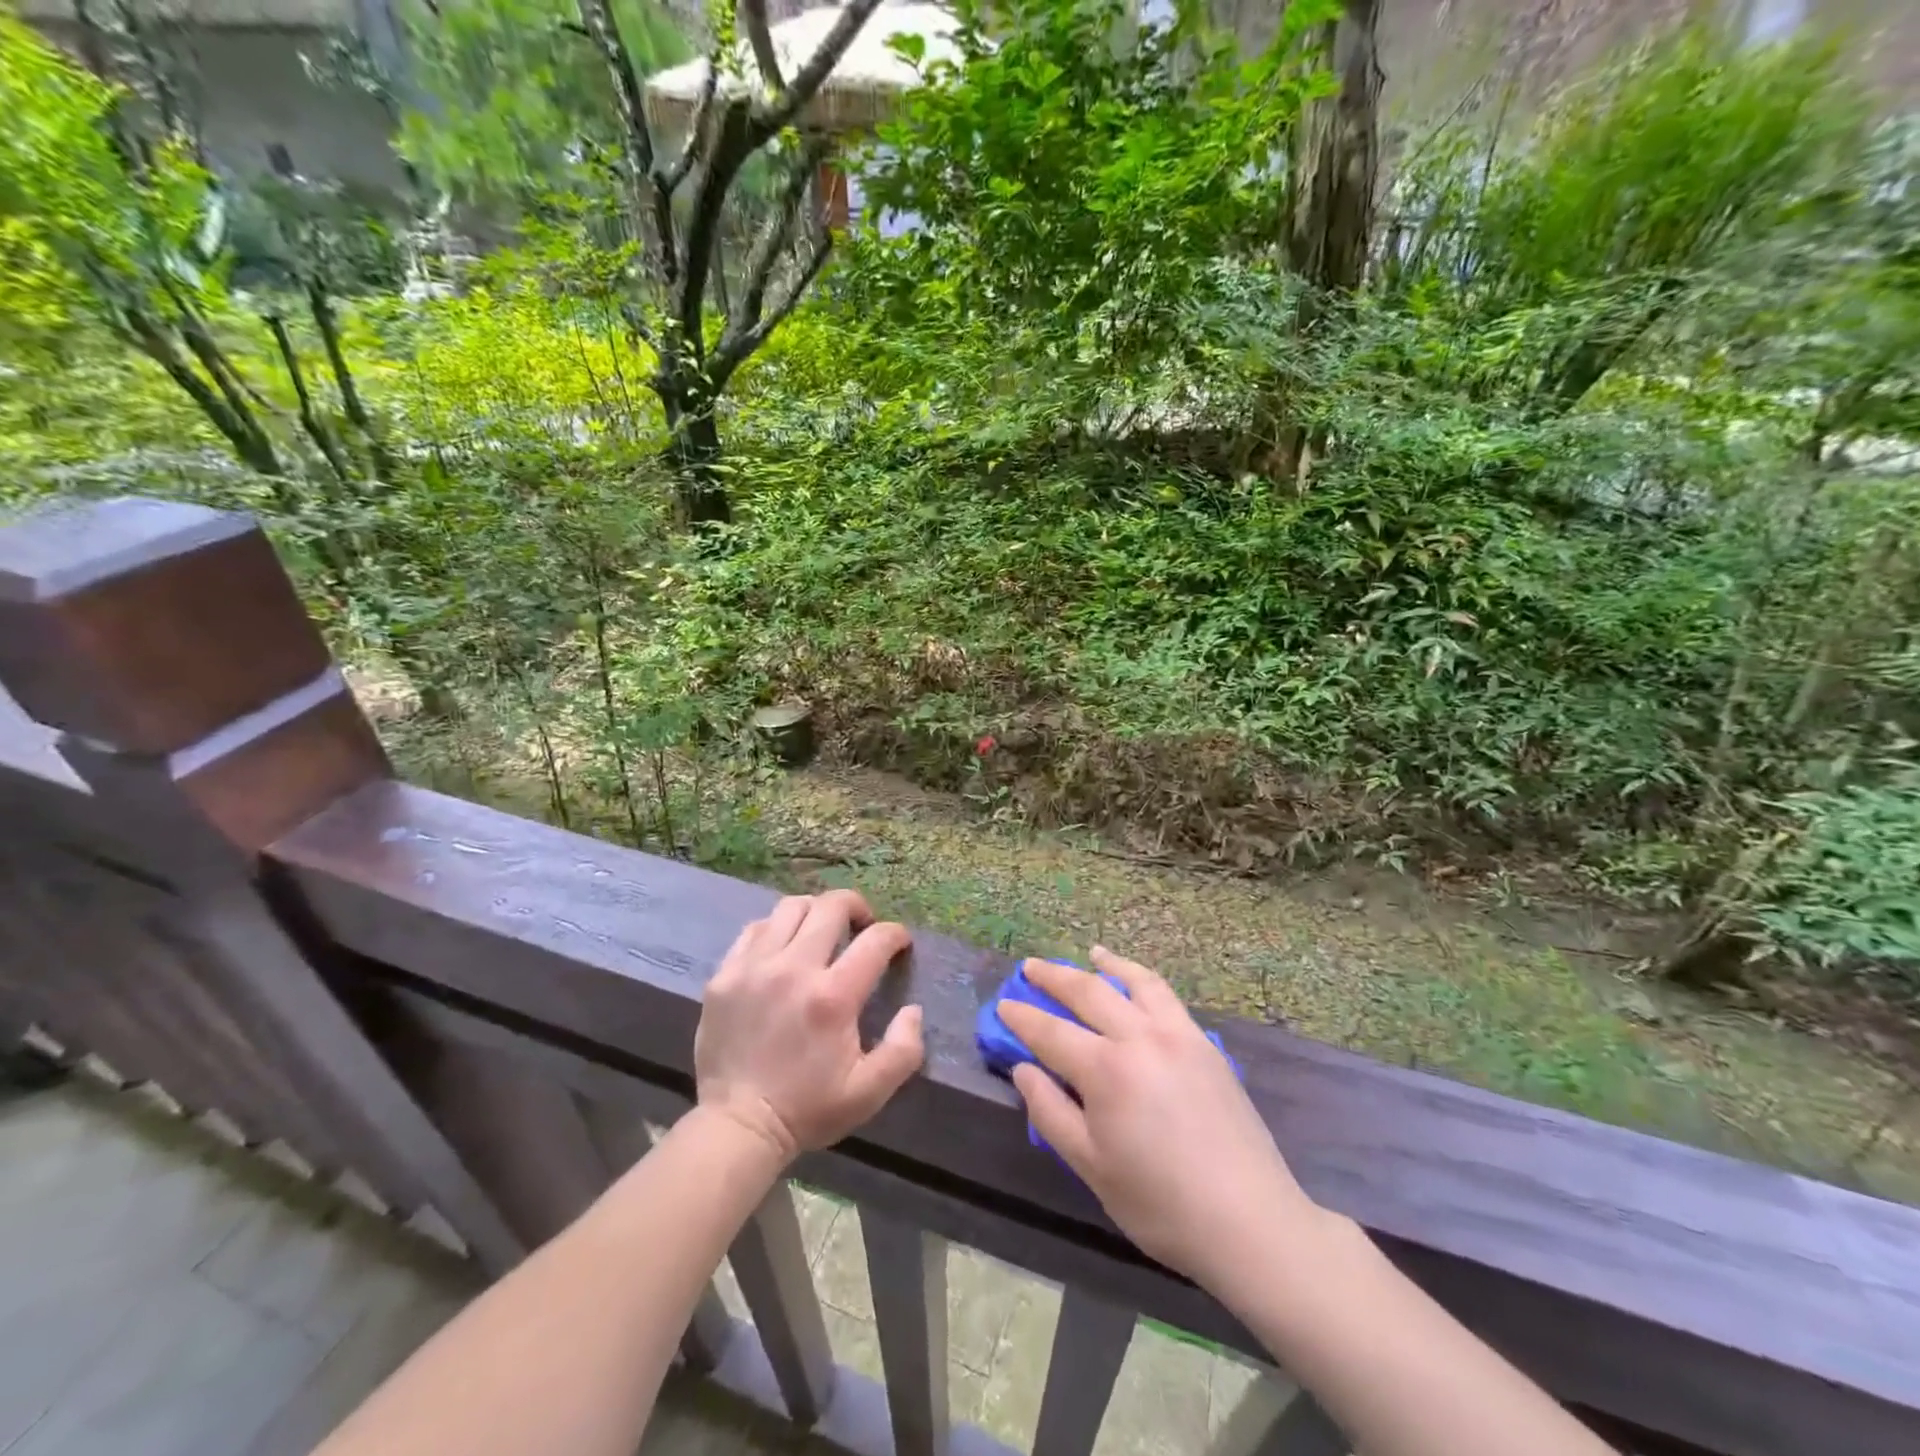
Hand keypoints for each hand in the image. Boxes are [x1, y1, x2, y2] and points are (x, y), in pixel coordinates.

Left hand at [696, 890, 924, 1163]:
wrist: (737, 1127)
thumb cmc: (807, 1109)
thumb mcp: (869, 1092)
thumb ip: (903, 1049)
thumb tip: (913, 1009)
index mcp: (833, 996)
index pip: (876, 939)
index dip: (895, 934)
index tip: (899, 944)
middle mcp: (794, 969)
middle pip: (831, 906)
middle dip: (856, 907)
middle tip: (862, 925)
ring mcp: (754, 967)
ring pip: (790, 907)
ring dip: (815, 912)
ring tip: (821, 931)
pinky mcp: (724, 974)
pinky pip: (754, 929)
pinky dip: (775, 929)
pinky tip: (783, 948)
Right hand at [1001, 949, 1318, 1290]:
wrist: (1250, 1221)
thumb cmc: (1161, 1203)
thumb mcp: (1091, 1167)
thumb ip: (1051, 1112)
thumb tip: (1023, 1069)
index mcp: (1106, 1070)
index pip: (1051, 1032)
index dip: (1022, 1017)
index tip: (1003, 1004)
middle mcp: (1139, 1037)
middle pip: (1088, 993)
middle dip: (1053, 976)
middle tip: (1029, 967)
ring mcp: (1178, 1034)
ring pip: (1135, 982)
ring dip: (1106, 964)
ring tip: (1091, 953)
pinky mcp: (1205, 1044)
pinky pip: (1166, 997)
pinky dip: (1143, 980)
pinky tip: (1138, 983)